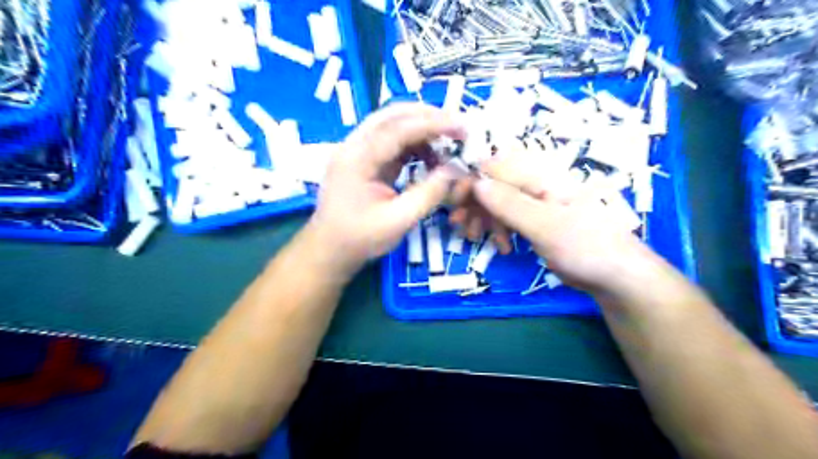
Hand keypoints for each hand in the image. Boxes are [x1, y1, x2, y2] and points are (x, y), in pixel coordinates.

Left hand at [305, 104, 465, 275]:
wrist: (329, 250)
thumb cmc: (360, 239)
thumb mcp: (399, 221)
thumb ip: (428, 193)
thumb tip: (455, 169)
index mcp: (357, 158)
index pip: (398, 128)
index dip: (432, 124)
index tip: (461, 127)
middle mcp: (354, 146)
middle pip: (391, 115)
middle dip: (427, 117)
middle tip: (457, 127)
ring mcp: (357, 151)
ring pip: (392, 125)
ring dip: (421, 129)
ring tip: (447, 145)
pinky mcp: (363, 160)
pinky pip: (391, 141)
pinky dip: (413, 144)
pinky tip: (430, 158)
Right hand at [474, 153, 651, 292]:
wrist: (615, 275)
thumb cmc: (586, 247)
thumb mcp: (545, 226)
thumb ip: (510, 204)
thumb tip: (476, 182)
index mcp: (541, 175)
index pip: (495, 167)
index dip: (471, 181)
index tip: (454, 204)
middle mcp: (536, 183)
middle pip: (493, 184)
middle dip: (473, 203)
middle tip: (458, 226)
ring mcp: (535, 202)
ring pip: (497, 201)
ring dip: (482, 218)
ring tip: (472, 238)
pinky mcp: (536, 219)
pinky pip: (508, 217)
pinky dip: (498, 229)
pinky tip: (501, 247)